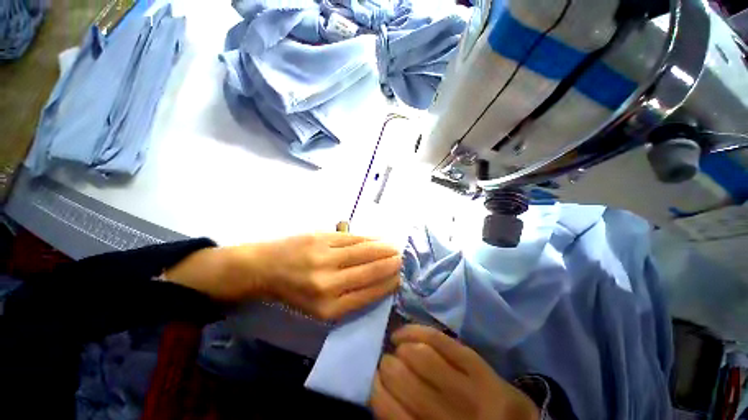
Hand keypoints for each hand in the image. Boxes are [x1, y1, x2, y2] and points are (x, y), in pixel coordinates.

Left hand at [165, 233, 401, 319]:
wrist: (264, 268)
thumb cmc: (293, 292)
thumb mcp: (320, 307)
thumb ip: (350, 296)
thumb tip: (379, 282)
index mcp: (328, 308)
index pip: (369, 294)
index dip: (388, 284)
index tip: (400, 278)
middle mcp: (329, 283)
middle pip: (371, 271)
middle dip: (391, 265)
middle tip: (402, 260)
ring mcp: (325, 257)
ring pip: (365, 251)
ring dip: (384, 249)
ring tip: (395, 248)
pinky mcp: (322, 238)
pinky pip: (353, 238)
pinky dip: (369, 238)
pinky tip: (379, 239)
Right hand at [370, 325, 539, 419]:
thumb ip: (403, 417)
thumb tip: (379, 389)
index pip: (389, 411)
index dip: (375, 389)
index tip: (373, 381)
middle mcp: (450, 417)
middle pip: (402, 378)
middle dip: (387, 365)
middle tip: (386, 362)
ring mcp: (469, 390)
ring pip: (420, 356)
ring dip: (400, 348)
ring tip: (398, 348)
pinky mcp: (478, 365)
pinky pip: (439, 340)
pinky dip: (416, 331)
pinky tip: (405, 334)